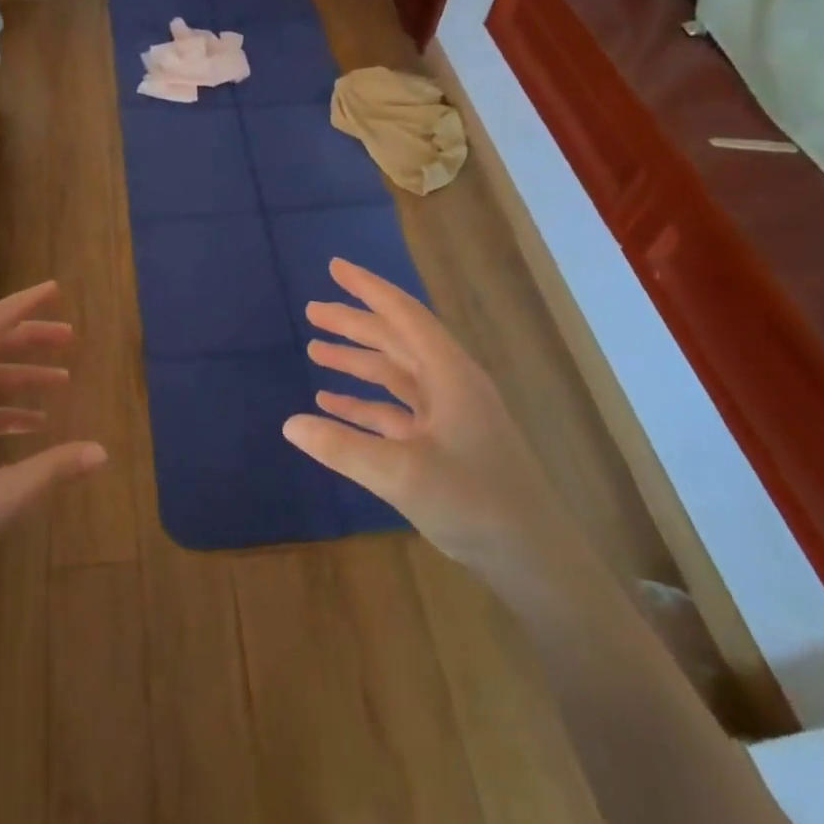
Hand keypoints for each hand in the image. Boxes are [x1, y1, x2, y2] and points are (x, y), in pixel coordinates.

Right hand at [283, 258, 564, 568]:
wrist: (534, 556)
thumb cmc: (474, 503)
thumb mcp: (402, 474)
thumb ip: (343, 447)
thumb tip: (290, 424)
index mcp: (449, 374)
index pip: (403, 315)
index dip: (368, 289)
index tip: (335, 267)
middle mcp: (450, 384)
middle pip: (396, 340)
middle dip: (354, 324)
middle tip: (312, 311)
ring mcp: (448, 415)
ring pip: (394, 374)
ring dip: (356, 361)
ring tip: (315, 349)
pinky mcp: (443, 443)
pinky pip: (395, 410)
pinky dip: (364, 403)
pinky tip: (331, 404)